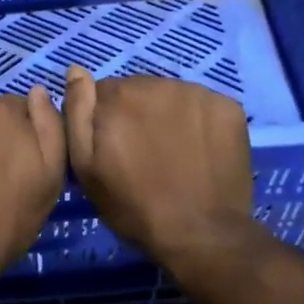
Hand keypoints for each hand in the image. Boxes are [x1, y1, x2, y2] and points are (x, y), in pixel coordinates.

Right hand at [64, 66, 255, 260]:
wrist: (200, 233)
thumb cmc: (133, 206)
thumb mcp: (86, 167)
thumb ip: (77, 112)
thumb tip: (75, 70)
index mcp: (119, 96)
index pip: (102, 92)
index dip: (104, 121)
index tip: (112, 149)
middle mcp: (158, 84)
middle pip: (138, 90)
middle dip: (135, 115)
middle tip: (142, 155)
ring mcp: (197, 93)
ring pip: (170, 96)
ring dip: (166, 115)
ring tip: (171, 154)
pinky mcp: (228, 107)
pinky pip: (202, 106)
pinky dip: (197, 122)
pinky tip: (197, 151)